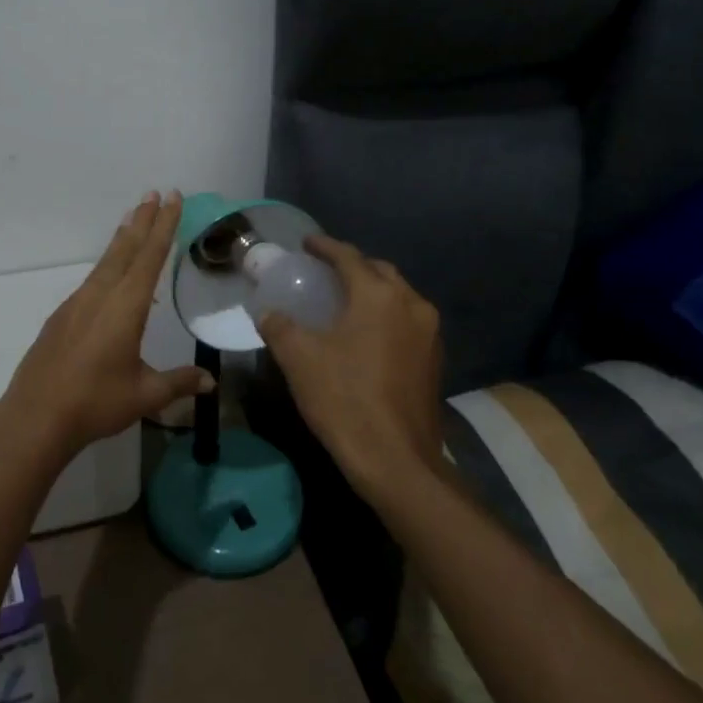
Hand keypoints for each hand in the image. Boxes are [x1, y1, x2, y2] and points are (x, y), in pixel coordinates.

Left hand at [0, 190, 214, 456]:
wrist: (36, 416)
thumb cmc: (96, 402)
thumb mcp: (145, 394)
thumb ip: (178, 383)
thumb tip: (210, 382)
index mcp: (125, 307)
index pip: (150, 257)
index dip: (164, 226)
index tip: (171, 198)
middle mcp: (100, 296)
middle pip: (125, 250)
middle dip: (142, 221)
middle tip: (153, 193)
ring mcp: (77, 304)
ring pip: (105, 262)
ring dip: (122, 239)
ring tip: (132, 219)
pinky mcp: (62, 317)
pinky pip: (91, 280)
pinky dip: (107, 265)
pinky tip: (110, 275)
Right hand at [257, 236, 443, 501]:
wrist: (396, 459)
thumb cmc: (344, 399)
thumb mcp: (299, 359)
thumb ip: (280, 326)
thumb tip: (267, 312)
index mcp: (379, 296)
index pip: (349, 257)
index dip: (324, 247)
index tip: (306, 243)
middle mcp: (411, 305)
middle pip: (379, 271)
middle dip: (352, 266)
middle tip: (324, 272)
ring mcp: (429, 334)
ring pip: (398, 297)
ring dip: (372, 291)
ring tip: (345, 301)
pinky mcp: (435, 360)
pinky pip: (407, 322)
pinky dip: (386, 316)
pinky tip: (366, 334)